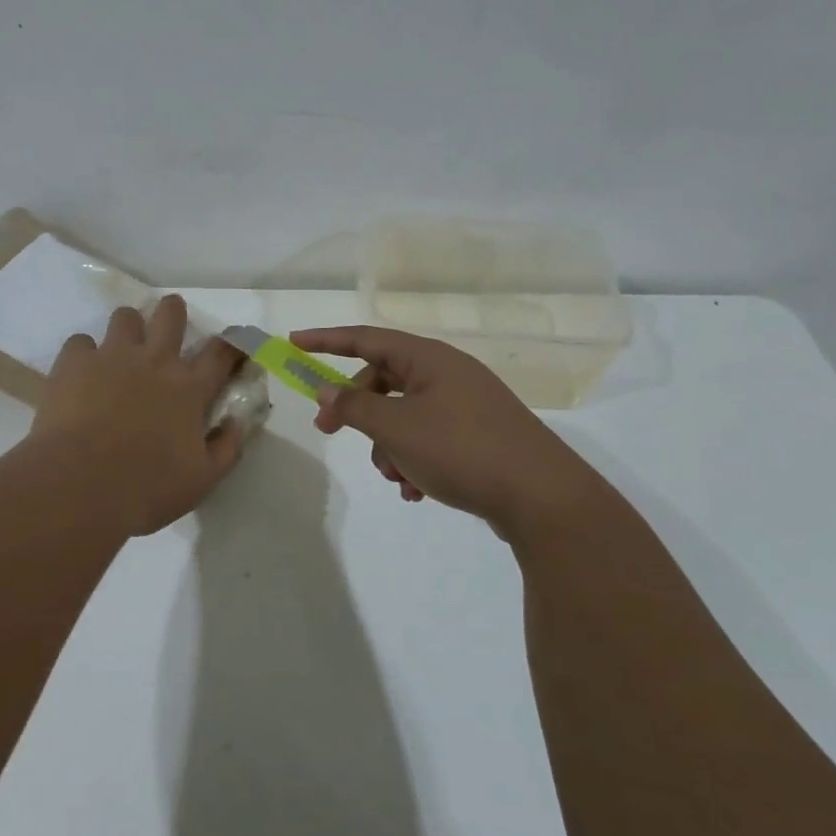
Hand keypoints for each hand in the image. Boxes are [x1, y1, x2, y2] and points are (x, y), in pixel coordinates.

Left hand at [31, 295, 245, 535]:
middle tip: (168, 328)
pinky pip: (80, 342)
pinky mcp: (74, 363)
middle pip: (171, 314)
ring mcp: (112, 356)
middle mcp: (154, 361)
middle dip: (173, 313)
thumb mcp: (202, 479)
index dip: (232, 345)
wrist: (80, 486)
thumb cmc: (147, 488)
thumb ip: (227, 447)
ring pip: (125, 317)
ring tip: (120, 350)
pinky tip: (81, 374)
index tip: (234, 347)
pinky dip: (83, 355)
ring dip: (128, 329)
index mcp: (189, 389)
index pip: (221, 353)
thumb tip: (238, 421)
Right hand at [291, 326, 610, 538]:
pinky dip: (413, 459)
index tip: (294, 343)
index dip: (326, 340)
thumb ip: (355, 406)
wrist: (542, 497)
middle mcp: (447, 374)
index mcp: (428, 359)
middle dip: (356, 409)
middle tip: (330, 431)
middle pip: (383, 380)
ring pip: (404, 415)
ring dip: (387, 445)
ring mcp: (466, 404)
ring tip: (396, 478)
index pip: (366, 338)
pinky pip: (429, 437)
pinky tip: (416, 490)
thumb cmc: (461, 450)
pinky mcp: (478, 434)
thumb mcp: (396, 428)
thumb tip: (327, 389)